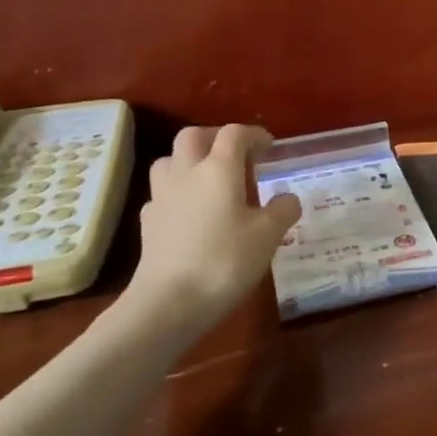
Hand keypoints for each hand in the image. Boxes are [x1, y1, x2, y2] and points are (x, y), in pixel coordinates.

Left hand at [126, 124, 301, 335]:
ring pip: (170, 159)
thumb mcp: (267, 236)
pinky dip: (176, 192)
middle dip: (215, 137)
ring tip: (208, 178)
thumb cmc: (224, 261)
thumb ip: (282, 210)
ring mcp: (162, 196)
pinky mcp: (148, 221)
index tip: (269, 147)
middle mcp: (186, 172)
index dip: (254, 134)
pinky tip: (189, 212)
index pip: (234, 134)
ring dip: (189, 160)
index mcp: (218, 169)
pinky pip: (162, 193)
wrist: (168, 301)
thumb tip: (288, 198)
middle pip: (193, 136)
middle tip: (235, 154)